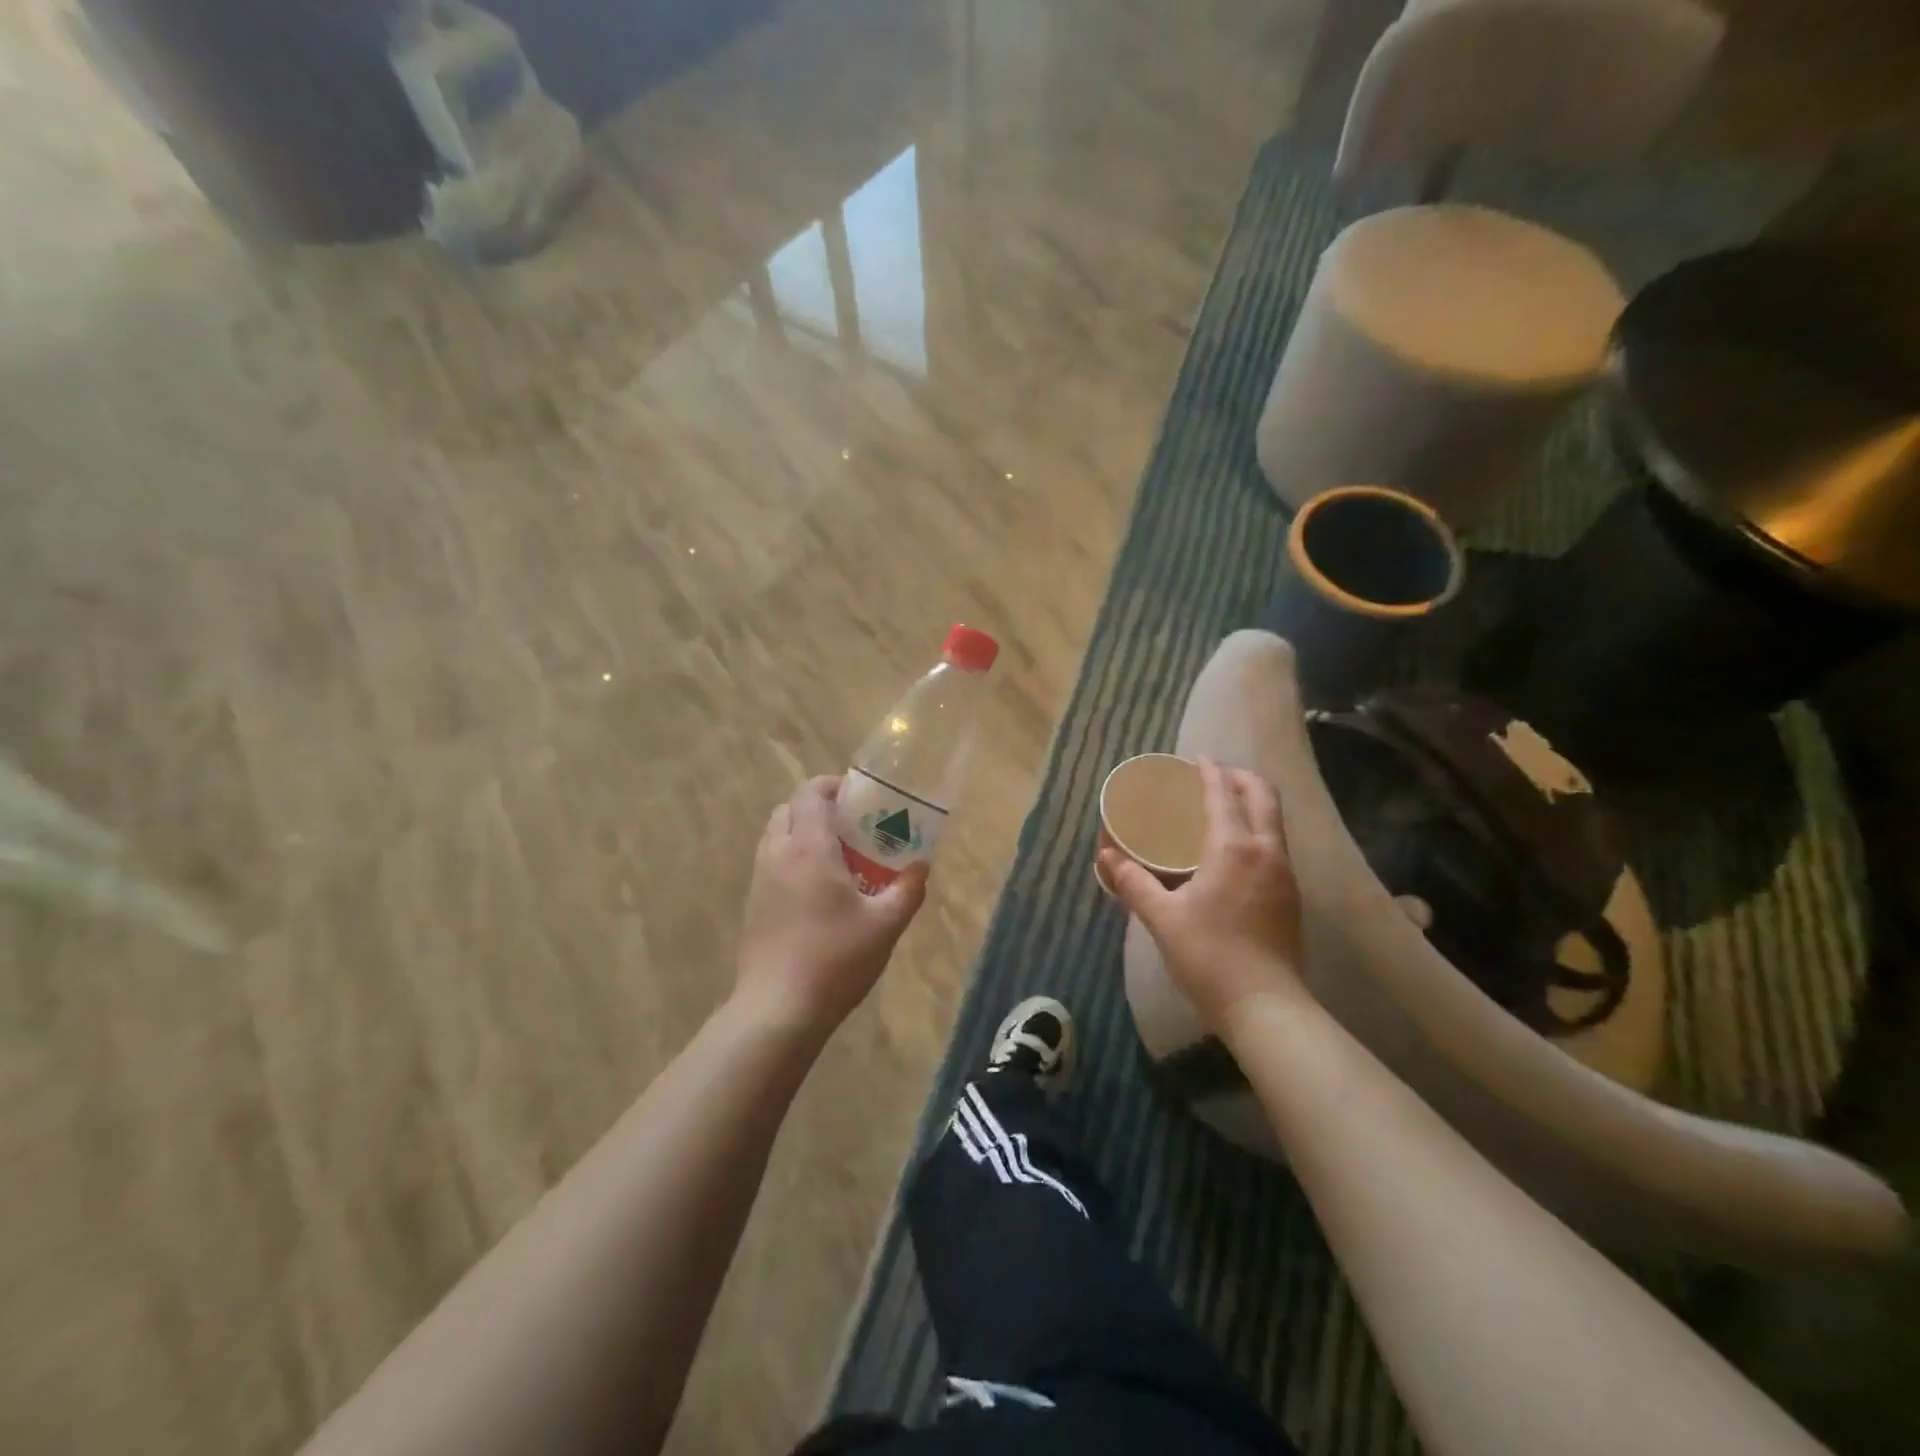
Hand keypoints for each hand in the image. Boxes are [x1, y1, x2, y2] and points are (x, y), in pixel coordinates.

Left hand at [736, 776, 928, 1038]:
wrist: (777, 1009)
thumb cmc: (835, 959)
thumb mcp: (885, 925)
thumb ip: (907, 890)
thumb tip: (921, 867)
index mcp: (808, 848)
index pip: (810, 793)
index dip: (832, 785)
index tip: (859, 797)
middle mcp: (777, 854)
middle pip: (788, 809)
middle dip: (817, 807)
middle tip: (851, 826)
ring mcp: (759, 880)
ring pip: (776, 836)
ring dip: (802, 833)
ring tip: (838, 858)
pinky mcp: (753, 906)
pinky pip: (771, 863)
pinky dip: (792, 859)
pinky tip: (818, 892)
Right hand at [1101, 757, 1304, 1026]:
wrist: (1267, 1008)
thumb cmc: (1210, 957)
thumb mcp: (1162, 919)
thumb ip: (1133, 882)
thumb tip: (1106, 856)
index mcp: (1234, 848)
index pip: (1224, 793)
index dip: (1209, 771)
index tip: (1194, 760)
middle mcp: (1266, 851)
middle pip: (1263, 795)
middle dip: (1239, 778)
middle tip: (1211, 777)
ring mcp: (1285, 874)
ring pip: (1274, 820)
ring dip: (1251, 802)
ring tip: (1222, 807)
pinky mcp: (1291, 896)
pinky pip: (1275, 844)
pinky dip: (1257, 829)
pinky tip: (1234, 850)